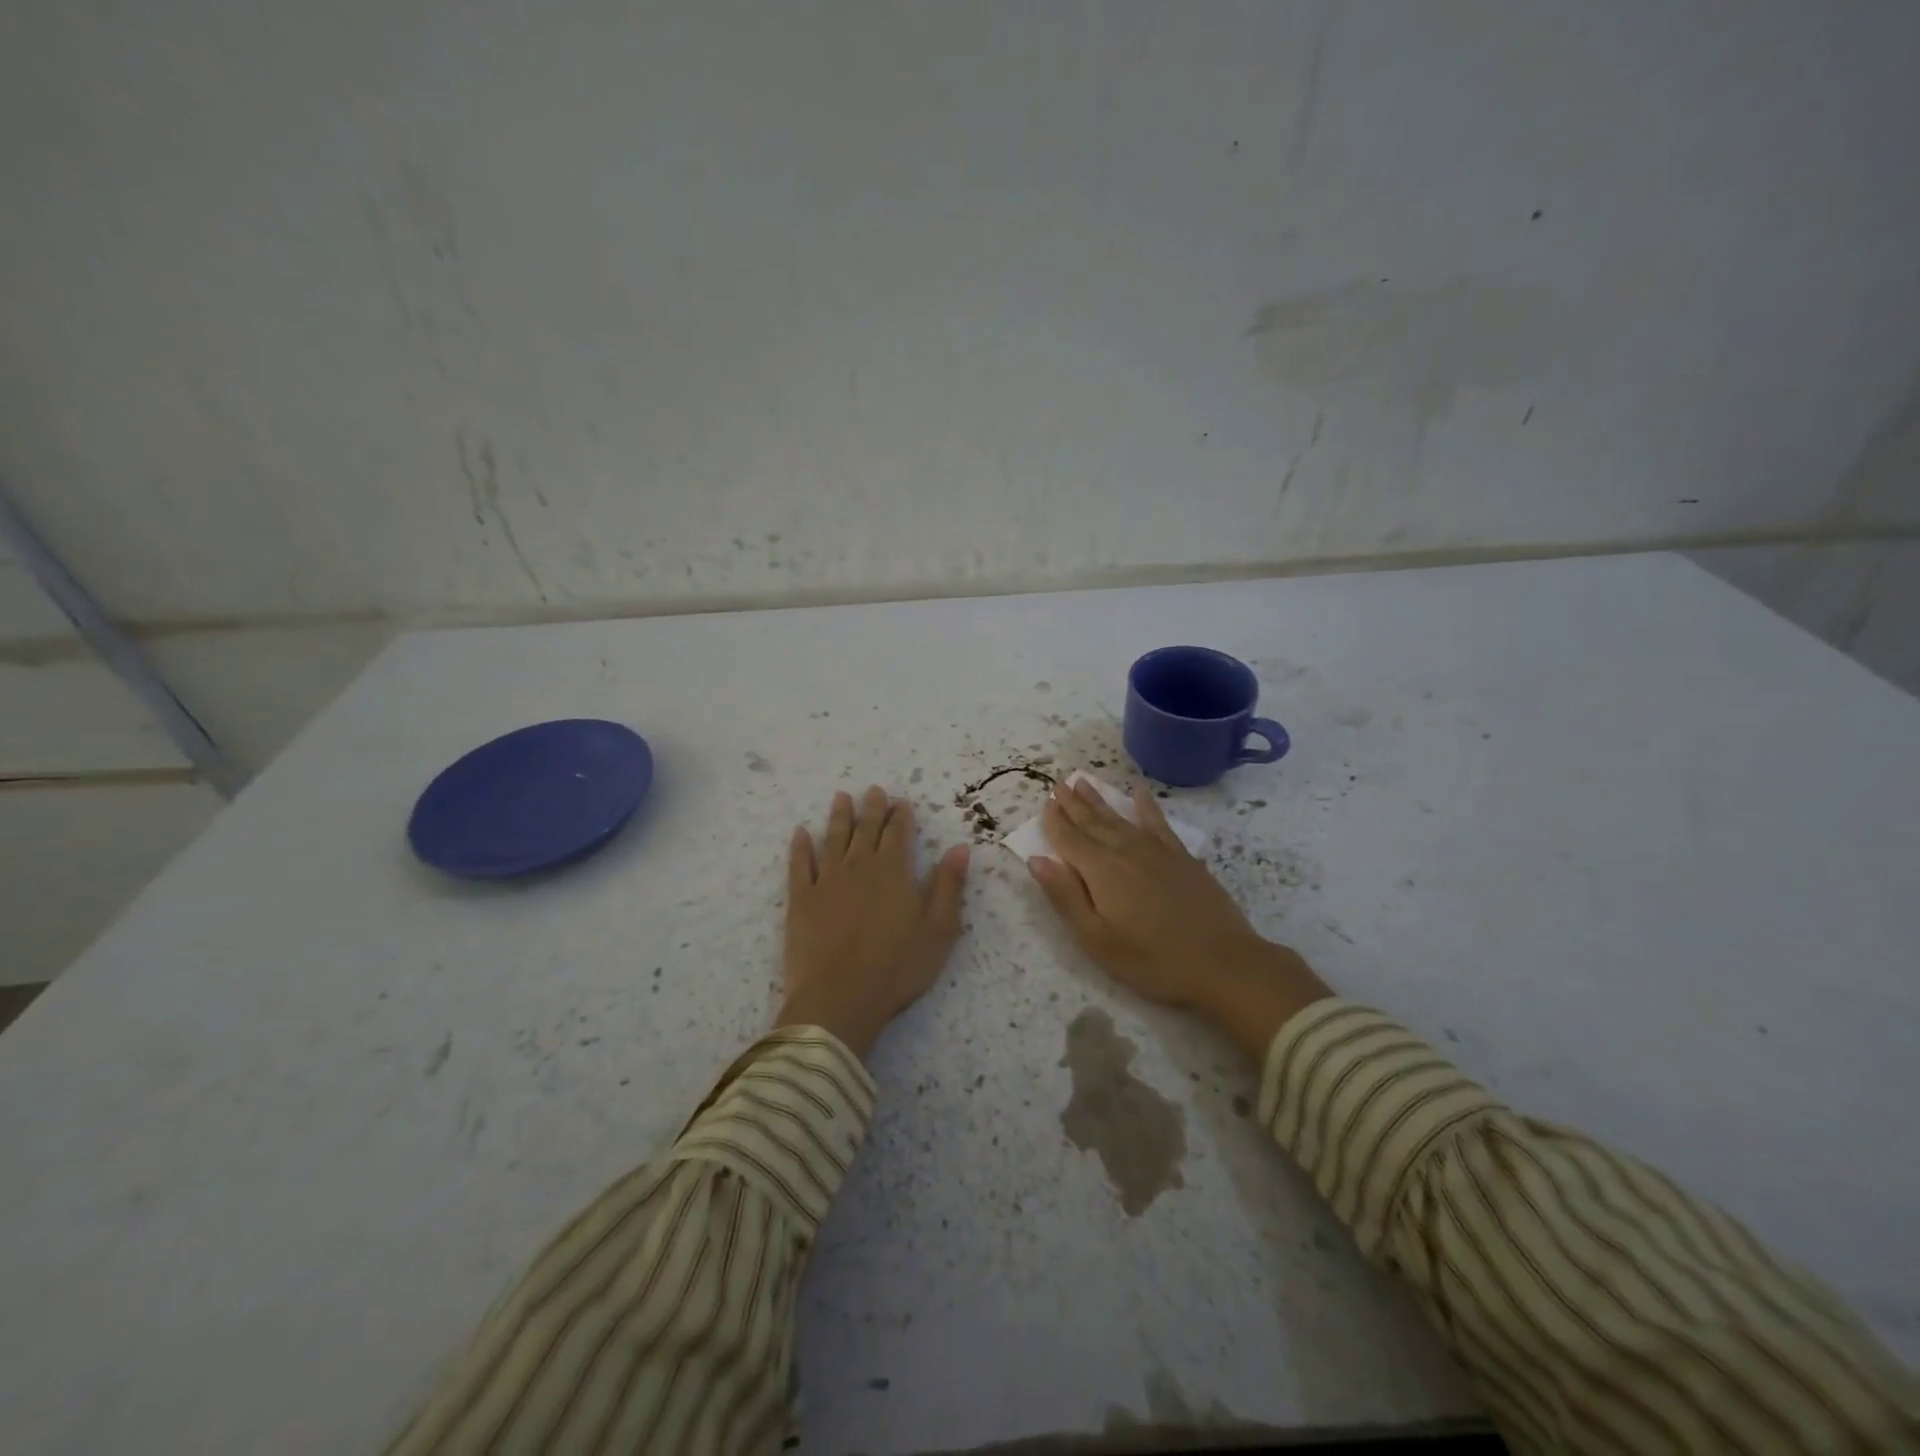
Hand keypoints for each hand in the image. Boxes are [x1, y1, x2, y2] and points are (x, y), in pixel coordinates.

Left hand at [776, 786, 970, 1060]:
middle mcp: (859, 866)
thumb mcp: (939, 929)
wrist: (840, 997)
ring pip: (833, 839)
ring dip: (839, 817)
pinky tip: (800, 833)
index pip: (898, 833)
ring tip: (841, 797)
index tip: (901, 801)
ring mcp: (826, 881)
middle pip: (866, 829)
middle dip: (872, 808)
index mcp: (894, 871)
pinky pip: (799, 865)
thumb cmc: (898, 966)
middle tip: (874, 790)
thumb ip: (949, 885)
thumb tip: (959, 848)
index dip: (901, 815)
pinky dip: (800, 847)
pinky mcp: (801, 900)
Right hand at [1027, 778, 1330, 1059]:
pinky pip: (1159, 822)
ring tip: (1084, 781)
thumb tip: (1037, 860)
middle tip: (1058, 783)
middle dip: (1073, 803)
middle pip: (1093, 823)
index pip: (1069, 839)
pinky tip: (1139, 791)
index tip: (1045, 801)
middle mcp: (1125, 851)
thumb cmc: (1152, 960)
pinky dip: (1147, 805)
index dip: (1054, 821)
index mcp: (1101, 872)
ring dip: (1100, 799)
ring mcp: (1156, 851)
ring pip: (1120, 818)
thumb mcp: (1097, 940)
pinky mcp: (1182, 857)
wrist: (1223, 963)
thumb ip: (1066, 897)